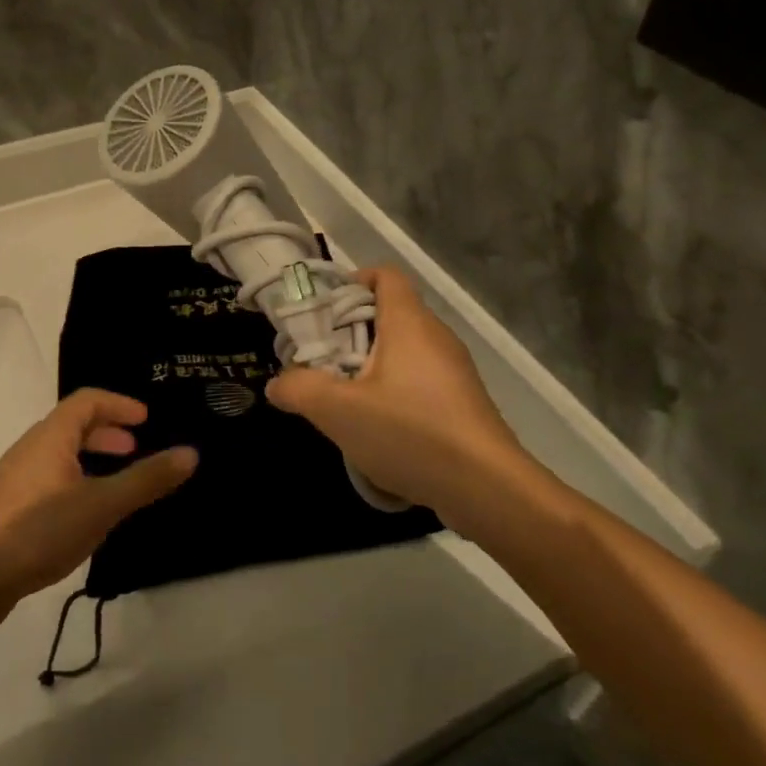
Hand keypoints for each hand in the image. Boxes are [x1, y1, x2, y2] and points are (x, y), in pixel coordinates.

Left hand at [0, 390, 196, 624]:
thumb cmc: (39, 530)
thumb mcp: (102, 505)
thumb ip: (146, 479)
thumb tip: (191, 453)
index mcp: (51, 436)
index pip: (87, 400)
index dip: (118, 404)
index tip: (145, 419)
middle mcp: (30, 447)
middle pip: (71, 424)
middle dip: (106, 432)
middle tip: (134, 448)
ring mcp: (14, 478)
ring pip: (58, 453)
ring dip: (89, 457)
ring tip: (113, 482)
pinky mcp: (5, 507)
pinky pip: (47, 477)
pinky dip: (73, 479)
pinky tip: (83, 514)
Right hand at [266, 267, 526, 518]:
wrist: (488, 489)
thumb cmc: (411, 432)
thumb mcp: (338, 411)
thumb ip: (300, 390)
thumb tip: (277, 384)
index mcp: (409, 323)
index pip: (385, 276)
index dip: (354, 281)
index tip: (324, 309)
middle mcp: (436, 337)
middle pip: (390, 314)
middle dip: (351, 330)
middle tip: (320, 358)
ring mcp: (454, 371)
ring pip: (404, 351)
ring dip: (370, 364)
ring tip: (342, 396)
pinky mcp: (463, 403)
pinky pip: (420, 381)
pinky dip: (394, 391)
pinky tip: (377, 427)